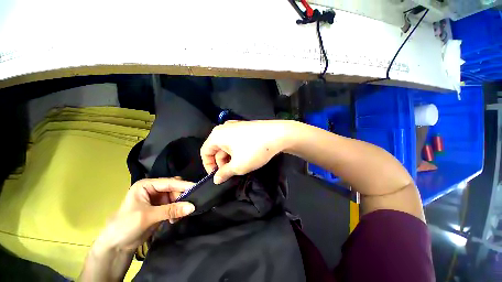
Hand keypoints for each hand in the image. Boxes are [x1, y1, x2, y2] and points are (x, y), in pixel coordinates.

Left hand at [94, 178, 194, 252]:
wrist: (116, 246)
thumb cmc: (125, 226)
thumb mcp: (148, 217)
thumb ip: (171, 210)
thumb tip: (192, 207)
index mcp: (147, 185)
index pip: (170, 182)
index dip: (183, 185)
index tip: (197, 188)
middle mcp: (153, 189)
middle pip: (174, 189)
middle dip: (181, 197)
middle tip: (189, 206)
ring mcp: (157, 199)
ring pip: (176, 197)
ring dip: (179, 206)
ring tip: (178, 217)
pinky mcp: (160, 208)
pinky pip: (174, 206)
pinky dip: (177, 212)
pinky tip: (174, 220)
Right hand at [200, 120, 290, 183]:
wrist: (278, 134)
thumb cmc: (254, 150)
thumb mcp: (238, 166)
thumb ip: (224, 173)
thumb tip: (216, 179)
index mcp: (217, 135)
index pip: (205, 152)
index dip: (209, 166)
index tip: (217, 176)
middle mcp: (224, 128)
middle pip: (216, 148)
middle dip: (222, 163)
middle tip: (231, 173)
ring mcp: (235, 126)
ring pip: (227, 145)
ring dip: (230, 158)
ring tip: (239, 167)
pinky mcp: (245, 127)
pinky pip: (235, 141)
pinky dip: (237, 151)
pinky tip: (245, 157)